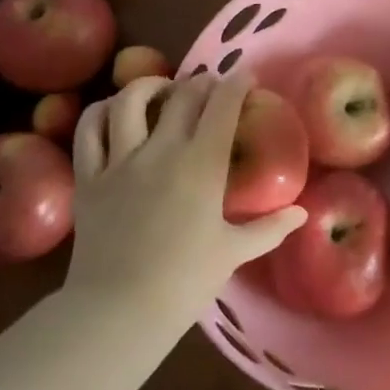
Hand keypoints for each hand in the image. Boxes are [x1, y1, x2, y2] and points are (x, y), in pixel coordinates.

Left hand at [65, 75, 304, 328]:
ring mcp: (120, 160)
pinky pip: (88, 130)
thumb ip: (270, 228)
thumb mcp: (234, 252)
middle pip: (182, 95)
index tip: (246, 78)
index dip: (236, 84)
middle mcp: (161, 150)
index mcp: (202, 164)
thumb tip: (301, 212)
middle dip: (202, 84)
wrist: (118, 311)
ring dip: (150, 85)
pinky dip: (101, 111)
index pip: (222, 106)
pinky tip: (113, 111)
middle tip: (212, 88)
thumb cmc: (184, 282)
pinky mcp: (88, 177)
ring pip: (130, 100)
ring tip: (162, 89)